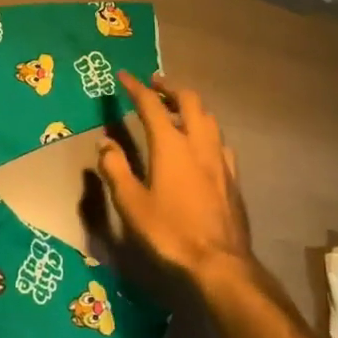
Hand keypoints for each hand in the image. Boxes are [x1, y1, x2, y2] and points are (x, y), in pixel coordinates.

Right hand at [97, 71, 259, 299]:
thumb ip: (116, 169)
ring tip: (176, 110)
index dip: (136, 88)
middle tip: (154, 85)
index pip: (151, 105)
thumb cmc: (169, 232)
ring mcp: (220, 159)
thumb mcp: (131, 203)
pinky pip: (220, 141)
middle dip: (170, 88)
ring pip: (209, 118)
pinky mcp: (232, 177)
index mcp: (170, 145)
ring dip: (190, 106)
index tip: (123, 76)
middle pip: (189, 101)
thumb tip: (105, 143)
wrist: (220, 262)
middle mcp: (198, 143)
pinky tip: (201, 145)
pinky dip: (206, 131)